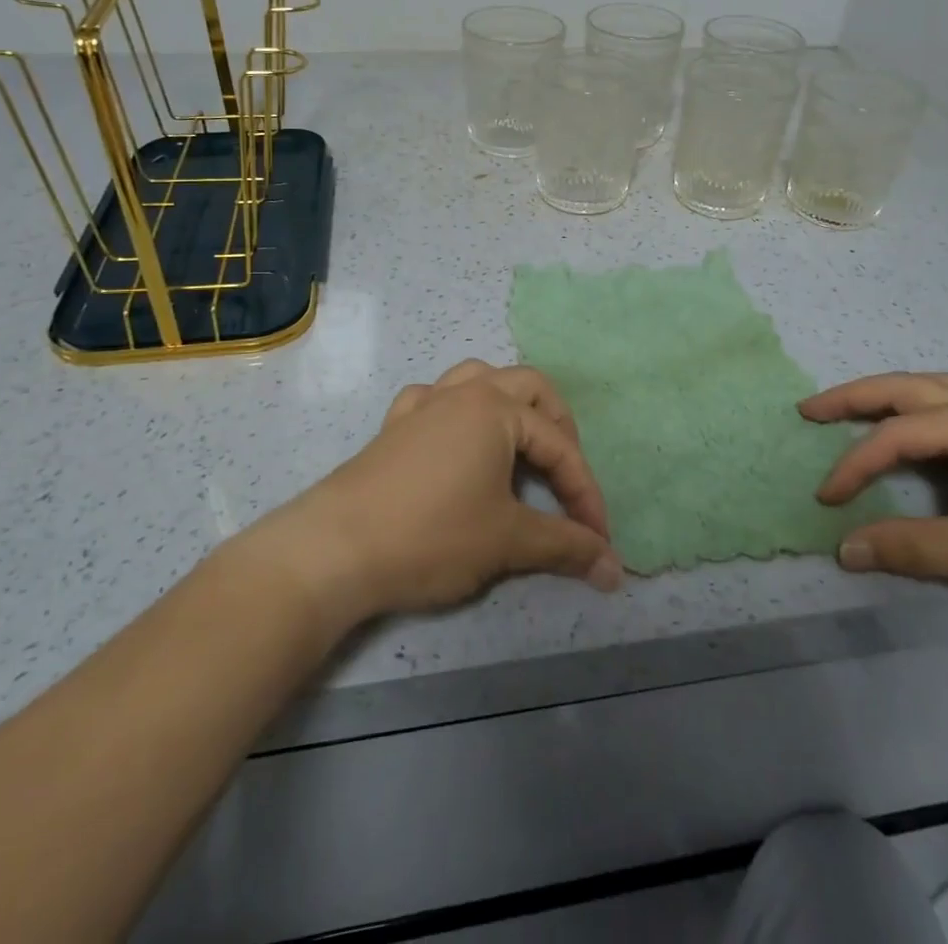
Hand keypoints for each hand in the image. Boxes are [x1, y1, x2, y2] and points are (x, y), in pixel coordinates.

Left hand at [266, 360, 622, 623]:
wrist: (334, 549)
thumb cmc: (431, 535)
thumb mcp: (507, 541)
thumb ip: (564, 546)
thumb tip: (613, 568)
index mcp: (496, 409)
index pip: (560, 445)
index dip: (585, 492)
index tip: (598, 540)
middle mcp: (463, 393)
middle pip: (529, 388)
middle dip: (559, 428)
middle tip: (566, 476)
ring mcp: (424, 404)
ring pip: (479, 379)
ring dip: (510, 405)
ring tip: (520, 444)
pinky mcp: (395, 425)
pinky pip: (435, 399)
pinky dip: (456, 412)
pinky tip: (456, 441)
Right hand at [802, 372, 947, 632]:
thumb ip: (908, 546)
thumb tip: (844, 550)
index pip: (896, 436)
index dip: (854, 466)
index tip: (826, 501)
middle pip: (908, 388)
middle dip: (855, 398)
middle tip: (811, 410)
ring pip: (937, 393)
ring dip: (891, 400)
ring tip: (857, 412)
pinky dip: (923, 417)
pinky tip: (921, 439)